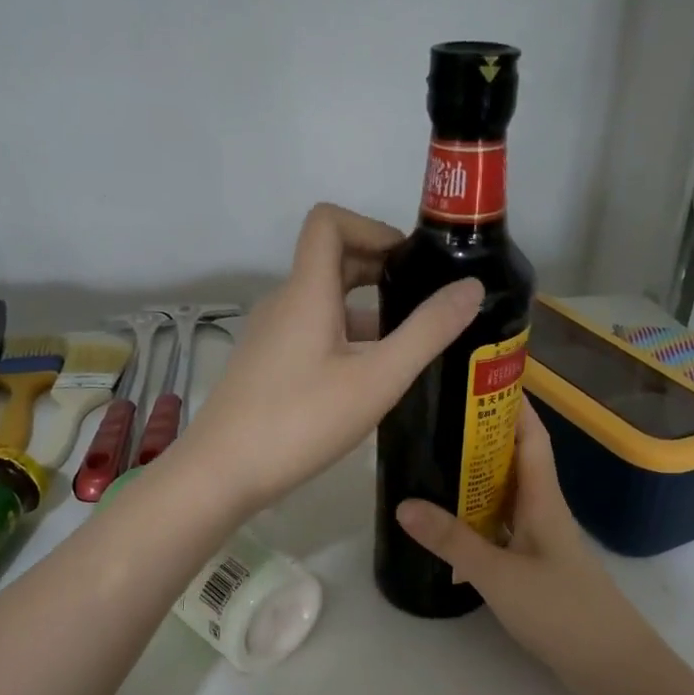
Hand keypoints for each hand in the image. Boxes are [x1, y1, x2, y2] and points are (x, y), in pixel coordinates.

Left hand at [180, 203, 482, 513]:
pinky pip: (309, 334)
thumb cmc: (301, 421)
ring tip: (404, 345)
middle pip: (329, 261)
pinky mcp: (264, 367)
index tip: (409, 261)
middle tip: (421, 301)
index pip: (328, 222)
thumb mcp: (377, 379)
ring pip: (321, 303)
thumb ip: (427, 332)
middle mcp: (283, 304)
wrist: (222, 472)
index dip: (371, 227)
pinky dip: (343, 338)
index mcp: (306, 291)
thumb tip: (471, 286)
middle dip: (377, 269)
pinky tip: (366, 380)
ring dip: (364, 310)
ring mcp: (269, 337)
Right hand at [395, 401, 660, 691]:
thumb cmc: (562, 611)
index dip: (510, 403)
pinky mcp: (536, 568)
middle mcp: (544, 512)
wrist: (611, 667)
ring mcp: (542, 542)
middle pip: (514, 461)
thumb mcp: (499, 574)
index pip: (530, 436)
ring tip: (431, 466)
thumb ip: (453, 540)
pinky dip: (477, 520)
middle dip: (480, 438)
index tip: (475, 378)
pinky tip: (450, 527)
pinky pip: (502, 529)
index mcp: (543, 499)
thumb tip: (403, 504)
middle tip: (434, 422)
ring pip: (506, 497)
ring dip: (475, 480)